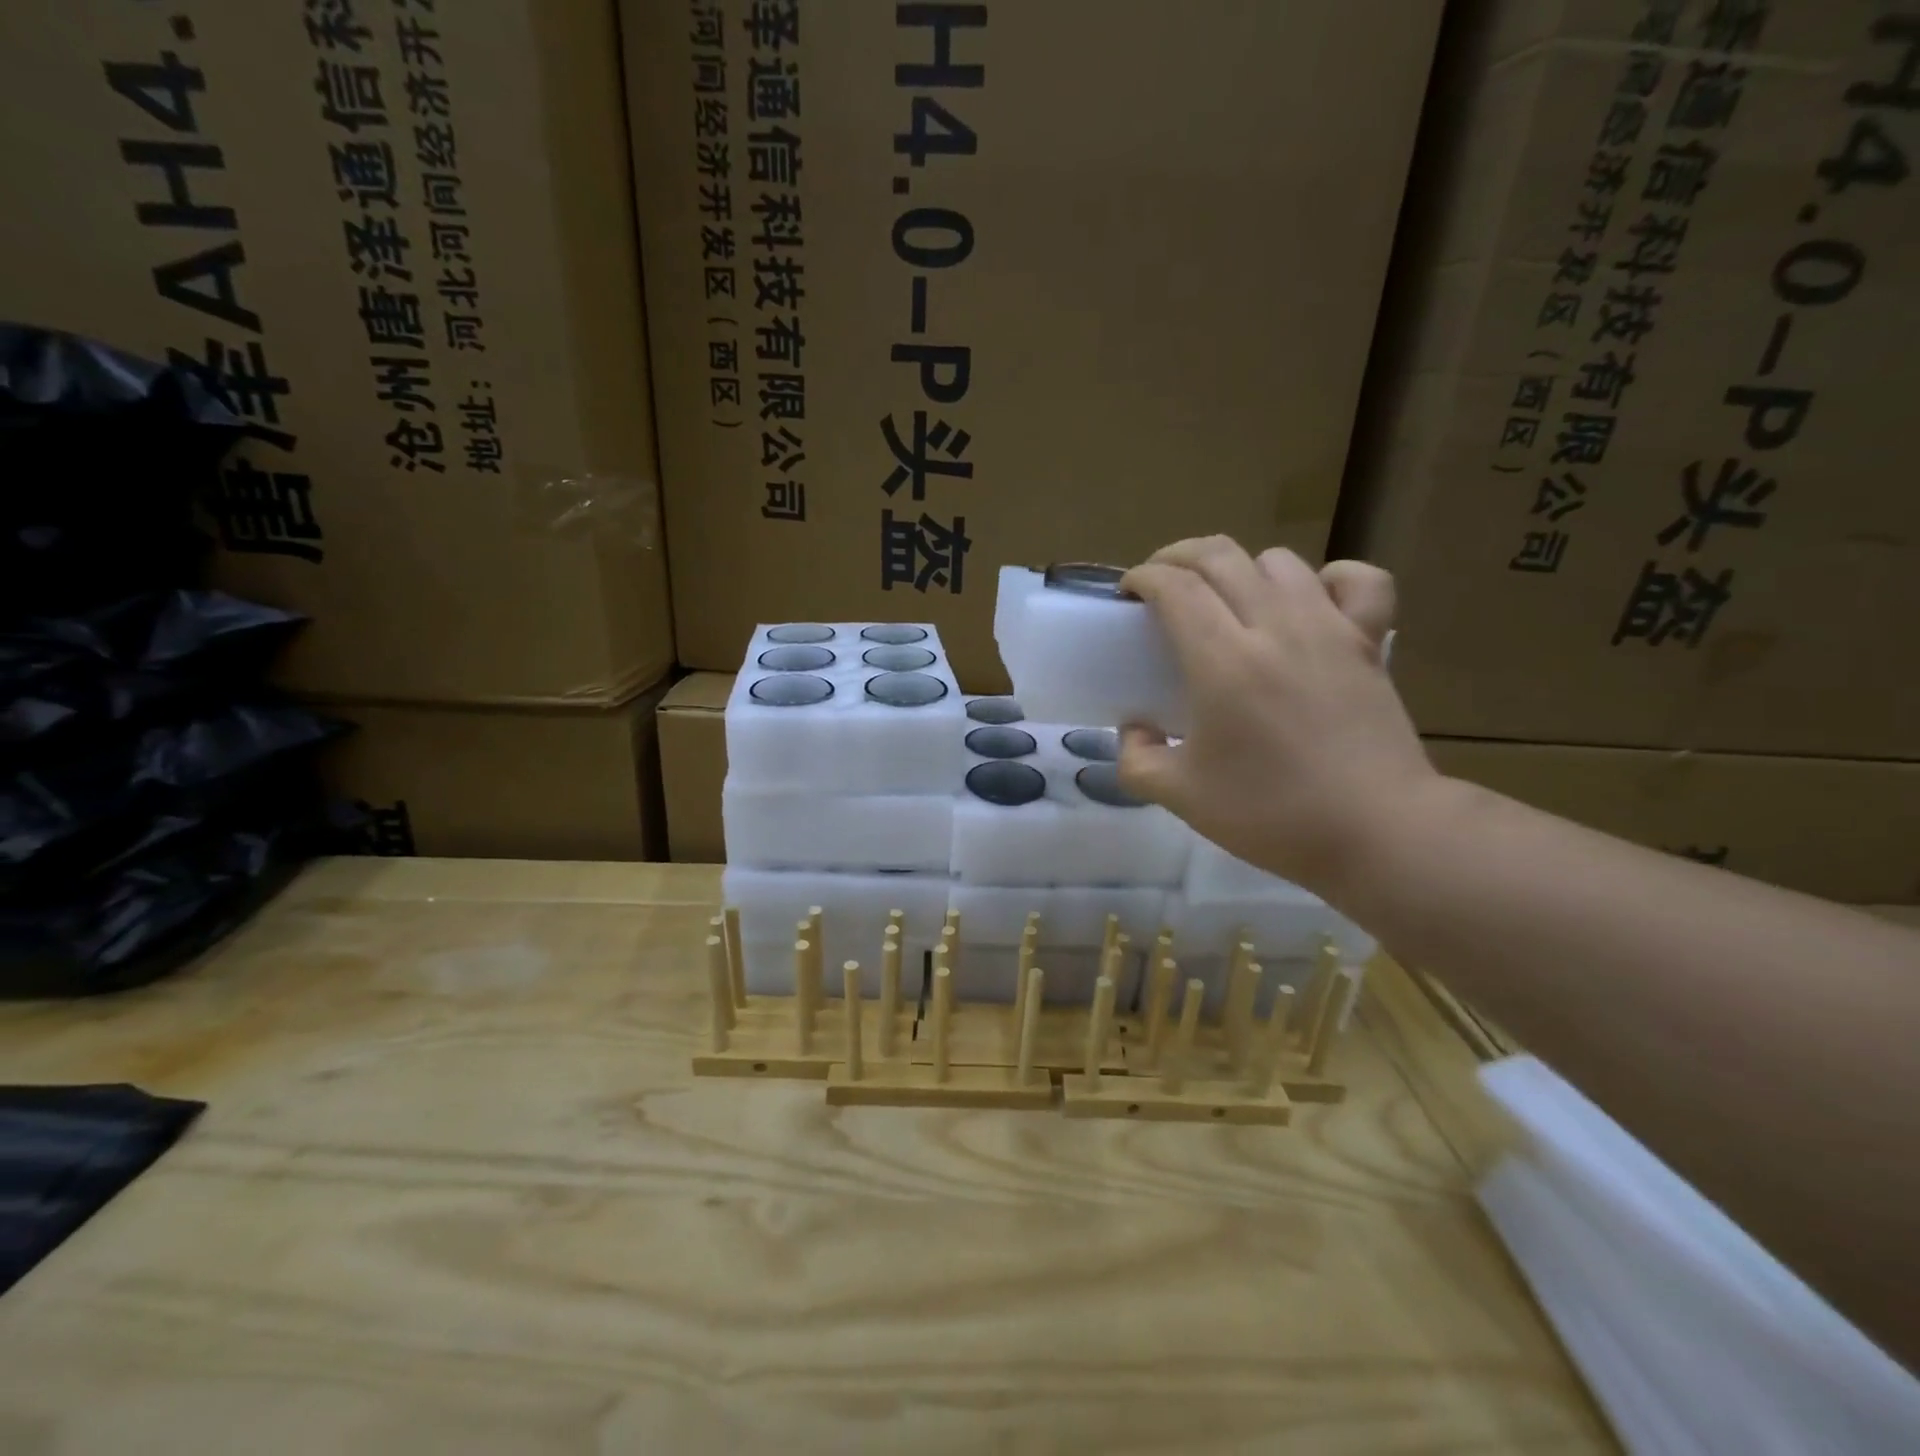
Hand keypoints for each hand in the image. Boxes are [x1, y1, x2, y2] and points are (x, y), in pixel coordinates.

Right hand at [1117, 537, 1438, 895]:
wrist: (1376, 831)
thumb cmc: (1271, 814)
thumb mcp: (1180, 796)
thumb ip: (1136, 758)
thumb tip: (1133, 728)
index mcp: (1222, 661)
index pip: (1175, 587)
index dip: (1143, 578)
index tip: (1129, 593)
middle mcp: (1274, 627)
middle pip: (1220, 556)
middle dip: (1178, 557)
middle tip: (1162, 583)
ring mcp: (1328, 628)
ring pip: (1279, 561)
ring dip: (1241, 568)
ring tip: (1228, 598)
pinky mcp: (1369, 641)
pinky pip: (1357, 580)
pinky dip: (1328, 577)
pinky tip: (1311, 600)